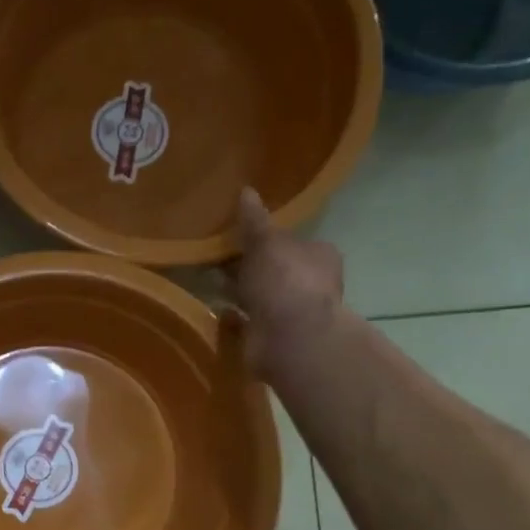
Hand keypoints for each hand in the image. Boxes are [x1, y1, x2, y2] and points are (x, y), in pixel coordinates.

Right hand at [229, 188, 345, 376]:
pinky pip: (250, 323)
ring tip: (211, 285)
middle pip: (277, 270)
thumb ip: (254, 220)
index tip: (241, 238)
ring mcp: (293, 315)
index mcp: (318, 255)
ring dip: (242, 293)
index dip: (269, 239)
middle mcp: (311, 284)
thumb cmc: (284, 281)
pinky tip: (217, 312)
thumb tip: (246, 191)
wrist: (289, 338)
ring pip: (262, 298)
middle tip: (219, 260)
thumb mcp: (266, 242)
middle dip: (252, 267)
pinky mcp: (275, 339)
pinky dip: (235, 318)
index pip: (293, 241)